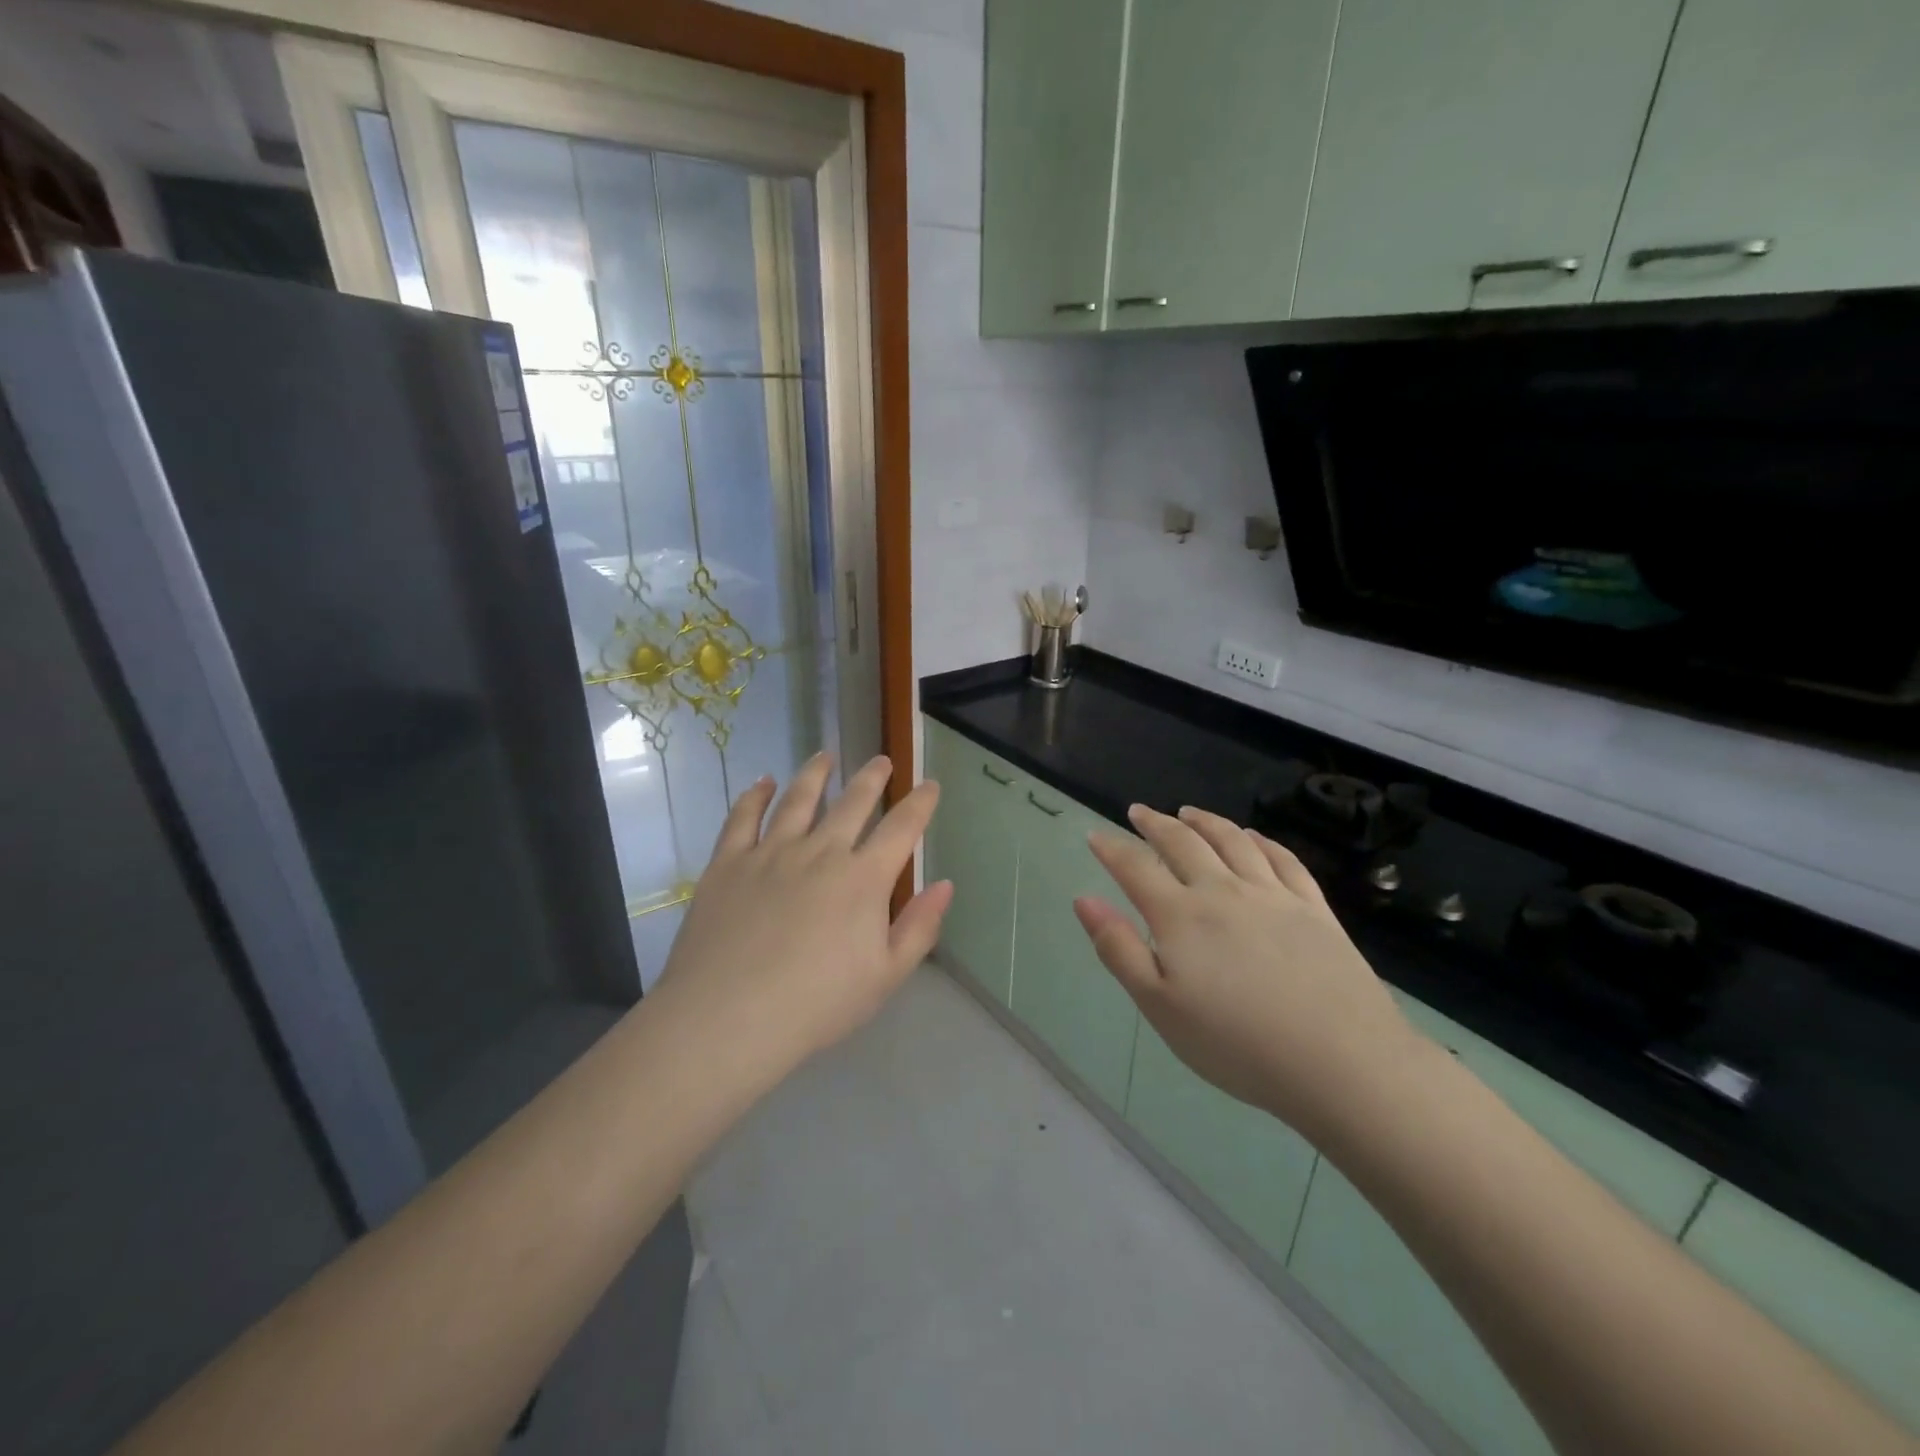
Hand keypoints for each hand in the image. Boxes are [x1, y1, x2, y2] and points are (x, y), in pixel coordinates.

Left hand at [649, 754, 951, 1090]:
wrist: (728, 1018)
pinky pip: (743, 817)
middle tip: (881, 761)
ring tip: (826, 756)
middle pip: (852, 802)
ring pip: (799, 799)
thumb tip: (944, 884)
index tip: (930, 785)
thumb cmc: (816, 1005)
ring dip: (816, 774)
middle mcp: (821, 852)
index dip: (920, 803)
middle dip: (872, 778)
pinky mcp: (729, 862)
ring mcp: (771, 852)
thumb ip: (919, 927)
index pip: (902, 828)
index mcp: (863, 879)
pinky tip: (763, 783)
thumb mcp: (884, 977)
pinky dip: (756, 795)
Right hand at [1074, 805, 1414, 1141]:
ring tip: (1188, 812)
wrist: (1339, 1061)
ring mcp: (1272, 895)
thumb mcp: (1159, 1006)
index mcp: (1181, 915)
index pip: (1135, 868)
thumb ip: (1119, 949)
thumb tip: (1084, 899)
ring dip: (1205, 821)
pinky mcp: (1313, 908)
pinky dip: (1261, 841)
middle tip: (1139, 812)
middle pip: (1183, 843)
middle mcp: (1223, 891)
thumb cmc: (1235, 1043)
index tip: (1095, 835)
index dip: (1112, 849)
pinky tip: (1253, 837)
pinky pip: (1283, 859)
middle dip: (1155, 824)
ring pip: (1232, 841)